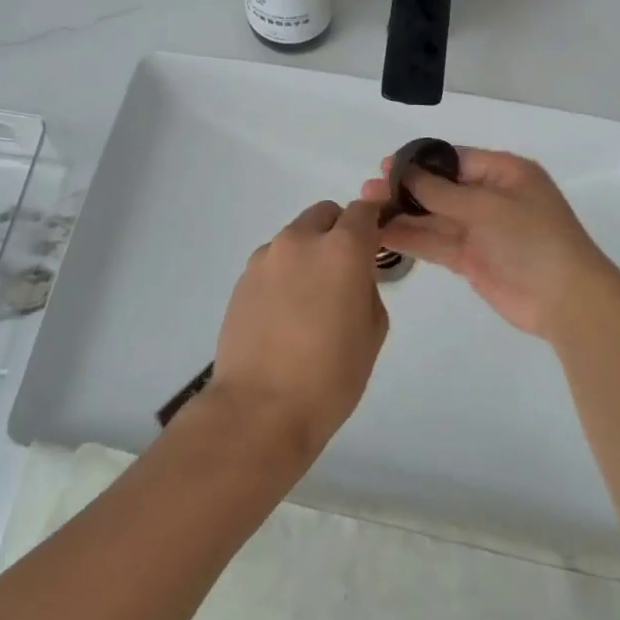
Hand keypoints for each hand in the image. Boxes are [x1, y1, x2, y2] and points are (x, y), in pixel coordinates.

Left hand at [206, 199, 388, 460]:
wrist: (259, 409)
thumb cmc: (330, 375)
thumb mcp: (373, 330)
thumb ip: (368, 286)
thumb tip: (354, 275)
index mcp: (341, 249)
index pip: (363, 210)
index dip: (373, 220)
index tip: (376, 240)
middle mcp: (301, 241)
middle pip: (325, 214)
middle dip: (339, 231)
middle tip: (344, 271)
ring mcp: (266, 258)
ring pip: (296, 237)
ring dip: (309, 253)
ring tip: (310, 300)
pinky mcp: (242, 279)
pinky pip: (273, 262)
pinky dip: (285, 273)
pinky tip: (285, 314)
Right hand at [360, 149, 619, 341]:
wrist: (565, 299)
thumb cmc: (532, 238)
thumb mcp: (486, 206)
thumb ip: (441, 192)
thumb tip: (404, 172)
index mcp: (504, 172)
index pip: (454, 159)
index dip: (419, 163)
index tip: (384, 165)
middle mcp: (491, 197)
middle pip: (441, 188)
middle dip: (406, 189)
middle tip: (368, 191)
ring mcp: (481, 230)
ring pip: (435, 217)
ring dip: (404, 214)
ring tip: (366, 212)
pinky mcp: (472, 259)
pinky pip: (437, 243)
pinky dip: (412, 239)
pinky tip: (383, 235)